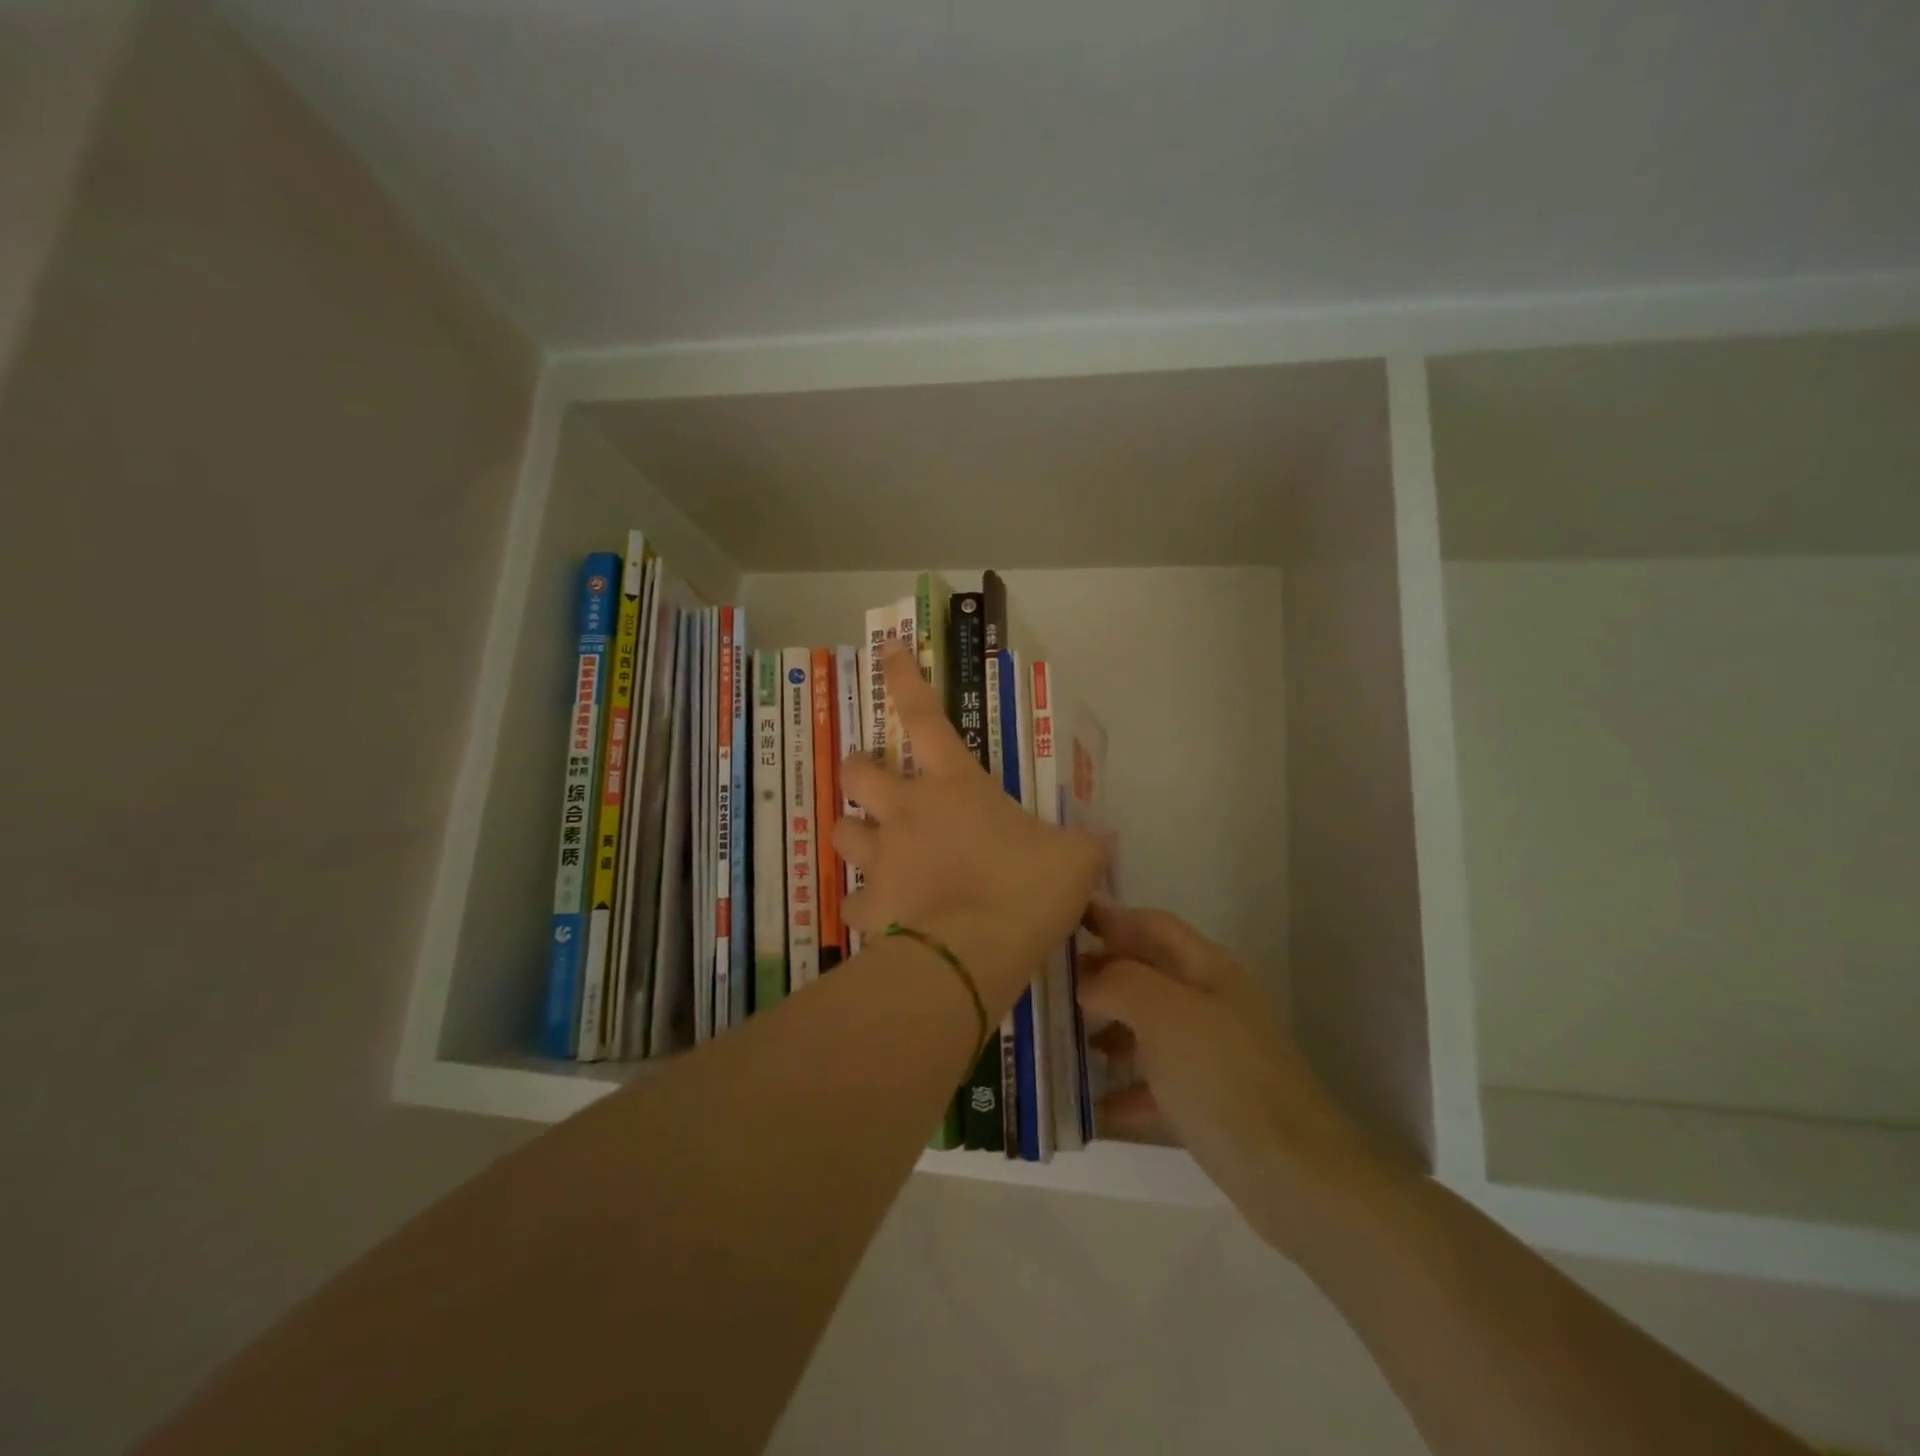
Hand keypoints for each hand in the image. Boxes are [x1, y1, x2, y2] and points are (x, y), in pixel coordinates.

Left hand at [831, 642, 1105, 1010]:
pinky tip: (881, 914)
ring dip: (852, 831)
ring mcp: (882, 859)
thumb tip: (1106, 838)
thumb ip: (1087, 844)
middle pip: (856, 771)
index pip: (924, 717)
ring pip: (840, 831)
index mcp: (955, 786)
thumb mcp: (1075, 860)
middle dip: (858, 767)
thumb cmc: (1024, 888)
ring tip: (869, 844)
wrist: (976, 952)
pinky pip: (852, 900)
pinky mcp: (871, 908)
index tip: (887, 648)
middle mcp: (907, 812)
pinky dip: (863, 903)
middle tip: (872, 779)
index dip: (903, 679)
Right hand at [1077, 903, 1368, 1254]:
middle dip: (1101, 974)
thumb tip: (1088, 981)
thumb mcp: (1163, 1013)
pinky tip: (1095, 1104)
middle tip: (1051, 986)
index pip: (1151, 925)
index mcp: (1206, 968)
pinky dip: (1127, 1086)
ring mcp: (1213, 1052)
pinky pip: (1158, 1081)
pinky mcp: (1211, 1100)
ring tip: (1063, 1041)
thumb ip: (1118, 982)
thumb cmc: (1222, 1076)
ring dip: (1109, 1029)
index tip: (1062, 920)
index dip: (1109, 917)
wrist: (1295, 1174)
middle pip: (1148, 973)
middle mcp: (1210, 1001)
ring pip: (1149, 1026)